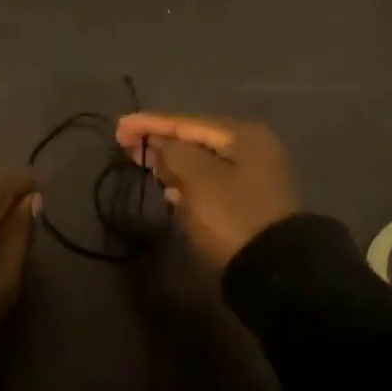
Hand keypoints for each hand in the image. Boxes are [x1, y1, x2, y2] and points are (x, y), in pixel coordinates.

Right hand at [113, 113, 299, 270]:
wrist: (273, 268)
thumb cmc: (232, 215)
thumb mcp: (198, 178)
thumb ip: (174, 152)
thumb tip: (163, 144)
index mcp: (242, 135)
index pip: (187, 122)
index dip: (150, 123)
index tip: (118, 127)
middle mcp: (251, 149)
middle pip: (195, 139)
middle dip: (160, 141)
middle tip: (125, 144)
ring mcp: (252, 176)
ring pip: (201, 161)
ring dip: (171, 162)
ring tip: (143, 163)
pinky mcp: (247, 201)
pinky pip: (209, 182)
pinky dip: (186, 182)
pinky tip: (169, 189)